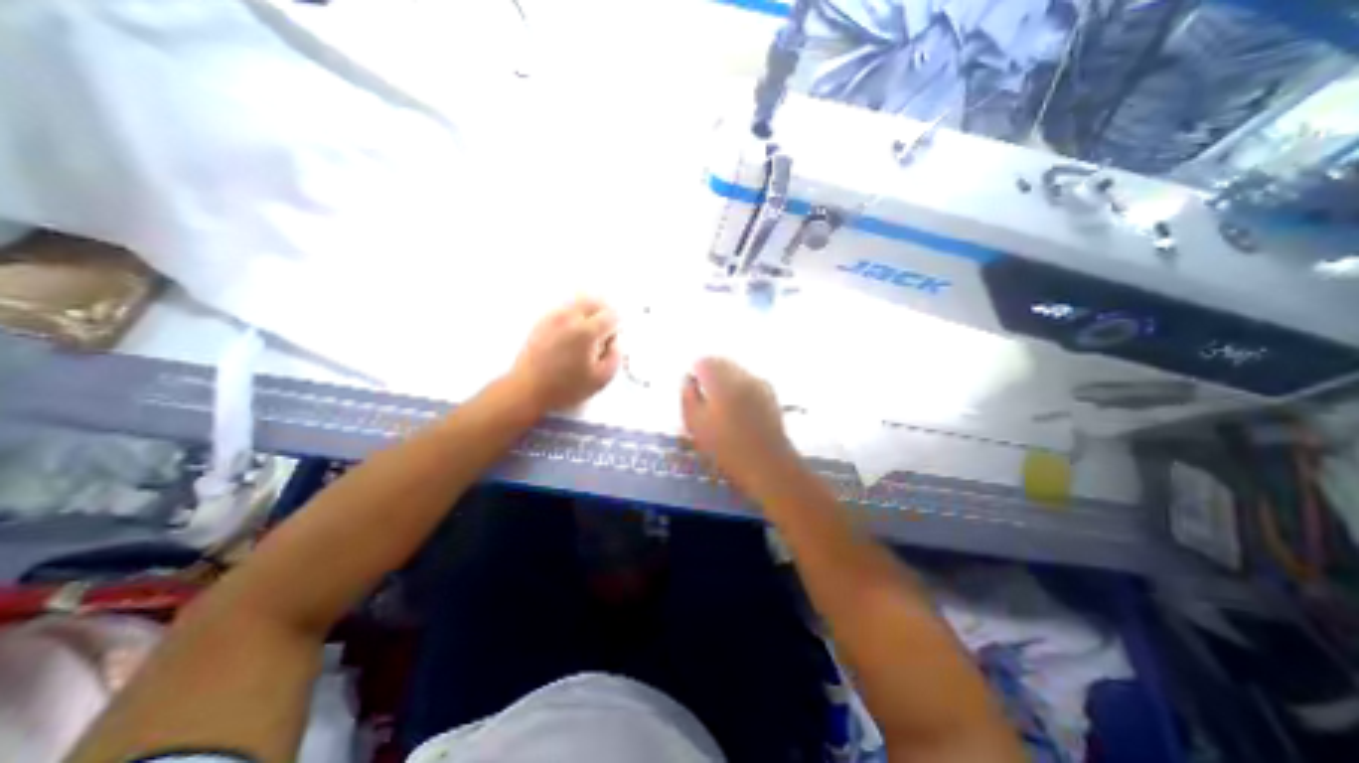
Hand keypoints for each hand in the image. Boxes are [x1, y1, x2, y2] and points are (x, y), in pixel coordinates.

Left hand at [510, 299, 619, 415]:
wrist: (528, 389)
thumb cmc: (567, 388)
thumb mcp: (602, 379)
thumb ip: (616, 355)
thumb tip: (615, 340)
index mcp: (586, 332)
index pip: (612, 315)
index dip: (617, 327)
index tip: (613, 341)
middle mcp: (570, 318)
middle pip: (595, 300)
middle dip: (605, 313)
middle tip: (605, 332)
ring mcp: (553, 316)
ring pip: (578, 300)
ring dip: (589, 312)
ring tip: (589, 333)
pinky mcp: (542, 320)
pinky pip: (564, 307)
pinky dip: (574, 314)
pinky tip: (572, 334)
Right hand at [685, 357, 798, 493]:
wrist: (767, 465)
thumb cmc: (726, 449)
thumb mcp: (696, 425)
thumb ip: (687, 397)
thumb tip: (687, 380)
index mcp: (723, 381)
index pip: (704, 362)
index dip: (694, 373)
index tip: (691, 388)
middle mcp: (743, 376)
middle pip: (721, 362)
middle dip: (710, 373)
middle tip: (703, 395)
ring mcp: (759, 383)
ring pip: (736, 371)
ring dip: (725, 379)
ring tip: (720, 404)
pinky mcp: (770, 394)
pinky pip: (748, 380)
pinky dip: (739, 387)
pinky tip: (737, 409)